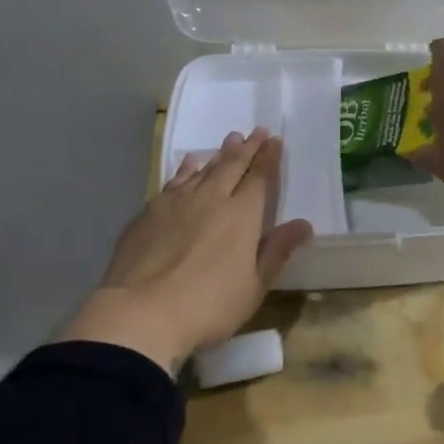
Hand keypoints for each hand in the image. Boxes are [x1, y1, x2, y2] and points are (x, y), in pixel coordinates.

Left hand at [57, 129, 312, 375]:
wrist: (140, 313)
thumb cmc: (207, 305)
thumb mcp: (253, 286)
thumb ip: (277, 251)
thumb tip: (304, 224)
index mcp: (241, 215)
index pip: (259, 178)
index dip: (269, 158)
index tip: (274, 139)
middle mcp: (210, 199)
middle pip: (232, 166)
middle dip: (247, 148)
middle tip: (256, 131)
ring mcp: (176, 203)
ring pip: (203, 170)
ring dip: (218, 154)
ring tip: (229, 140)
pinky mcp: (148, 213)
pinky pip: (174, 181)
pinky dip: (186, 170)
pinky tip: (188, 165)